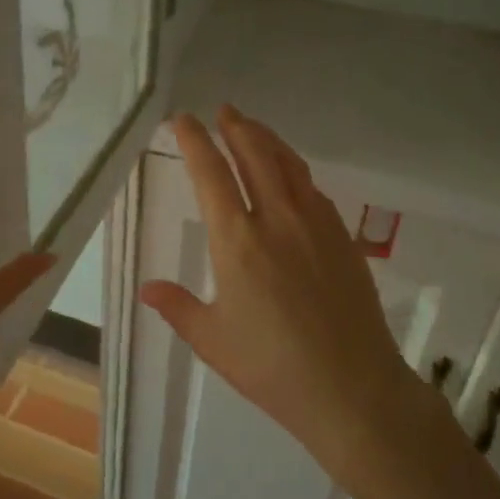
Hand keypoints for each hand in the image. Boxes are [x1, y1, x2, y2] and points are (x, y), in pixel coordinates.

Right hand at [139, 106, 420, 479]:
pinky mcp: (342, 238)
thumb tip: (147, 288)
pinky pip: (314, 189)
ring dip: (268, 140)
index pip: (211, 174)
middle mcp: (277, 220)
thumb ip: (178, 307)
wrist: (352, 388)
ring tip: (253, 128)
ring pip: (289, 165)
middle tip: (224, 111)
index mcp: (237, 241)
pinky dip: (295, 170)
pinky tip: (292, 176)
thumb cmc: (272, 367)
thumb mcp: (213, 340)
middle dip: (236, 127)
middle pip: (255, 155)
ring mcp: (316, 225)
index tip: (184, 120)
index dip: (195, 141)